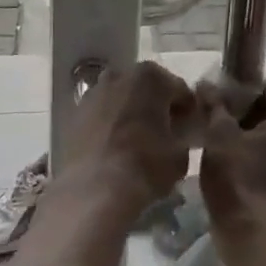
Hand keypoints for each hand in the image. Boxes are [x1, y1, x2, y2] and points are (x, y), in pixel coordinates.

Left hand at [61, 61, 197, 217]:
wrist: (95, 189)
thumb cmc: (145, 165)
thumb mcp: (180, 154)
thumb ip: (182, 136)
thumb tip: (178, 136)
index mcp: (151, 77)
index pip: (179, 89)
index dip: (188, 110)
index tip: (190, 129)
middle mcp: (120, 75)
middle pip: (147, 89)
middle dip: (156, 107)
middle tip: (165, 134)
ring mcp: (94, 93)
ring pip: (121, 99)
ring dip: (131, 113)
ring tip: (137, 142)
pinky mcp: (74, 114)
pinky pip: (101, 115)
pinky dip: (109, 126)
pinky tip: (115, 149)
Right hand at [198, 78, 265, 235]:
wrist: (250, 233)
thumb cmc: (237, 176)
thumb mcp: (219, 134)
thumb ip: (215, 105)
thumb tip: (206, 85)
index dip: (242, 89)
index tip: (219, 97)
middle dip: (245, 112)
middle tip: (216, 116)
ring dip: (250, 134)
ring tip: (220, 138)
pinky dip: (257, 153)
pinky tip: (232, 160)